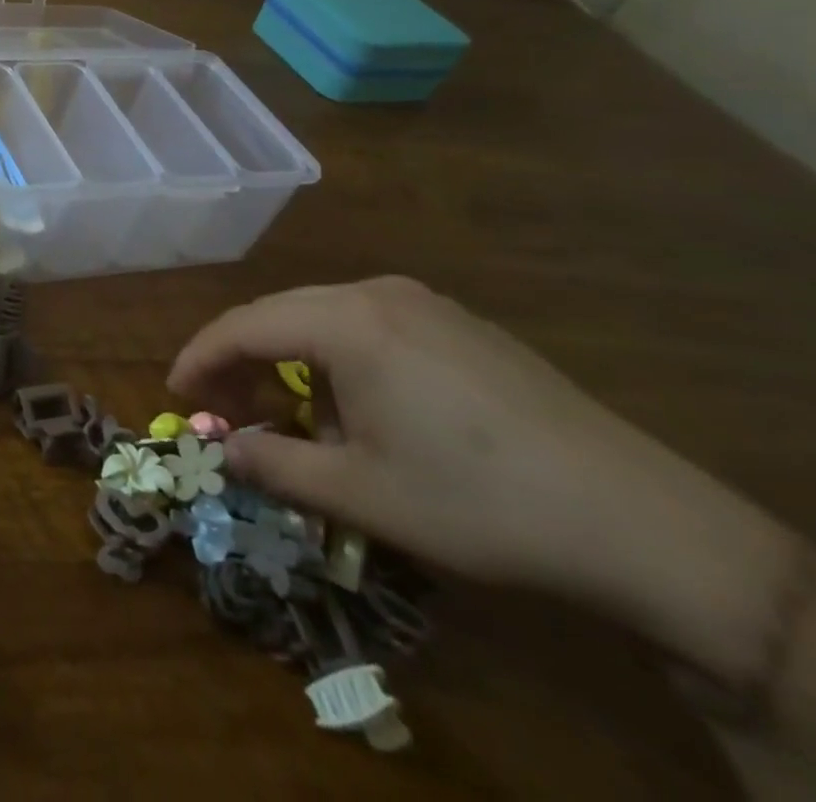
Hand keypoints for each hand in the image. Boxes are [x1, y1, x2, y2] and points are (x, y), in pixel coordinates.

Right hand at [166, 277, 802, 680]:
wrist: (641, 521)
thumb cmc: (476, 501)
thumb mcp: (360, 494)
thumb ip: (274, 464)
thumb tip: (223, 450)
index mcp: (345, 321)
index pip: (242, 325)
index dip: (199, 358)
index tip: (174, 393)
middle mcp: (377, 293)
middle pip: (279, 314)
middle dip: (240, 360)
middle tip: (223, 410)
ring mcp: (424, 303)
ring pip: (323, 318)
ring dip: (290, 361)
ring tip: (289, 416)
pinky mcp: (460, 324)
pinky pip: (369, 326)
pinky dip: (337, 359)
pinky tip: (356, 407)